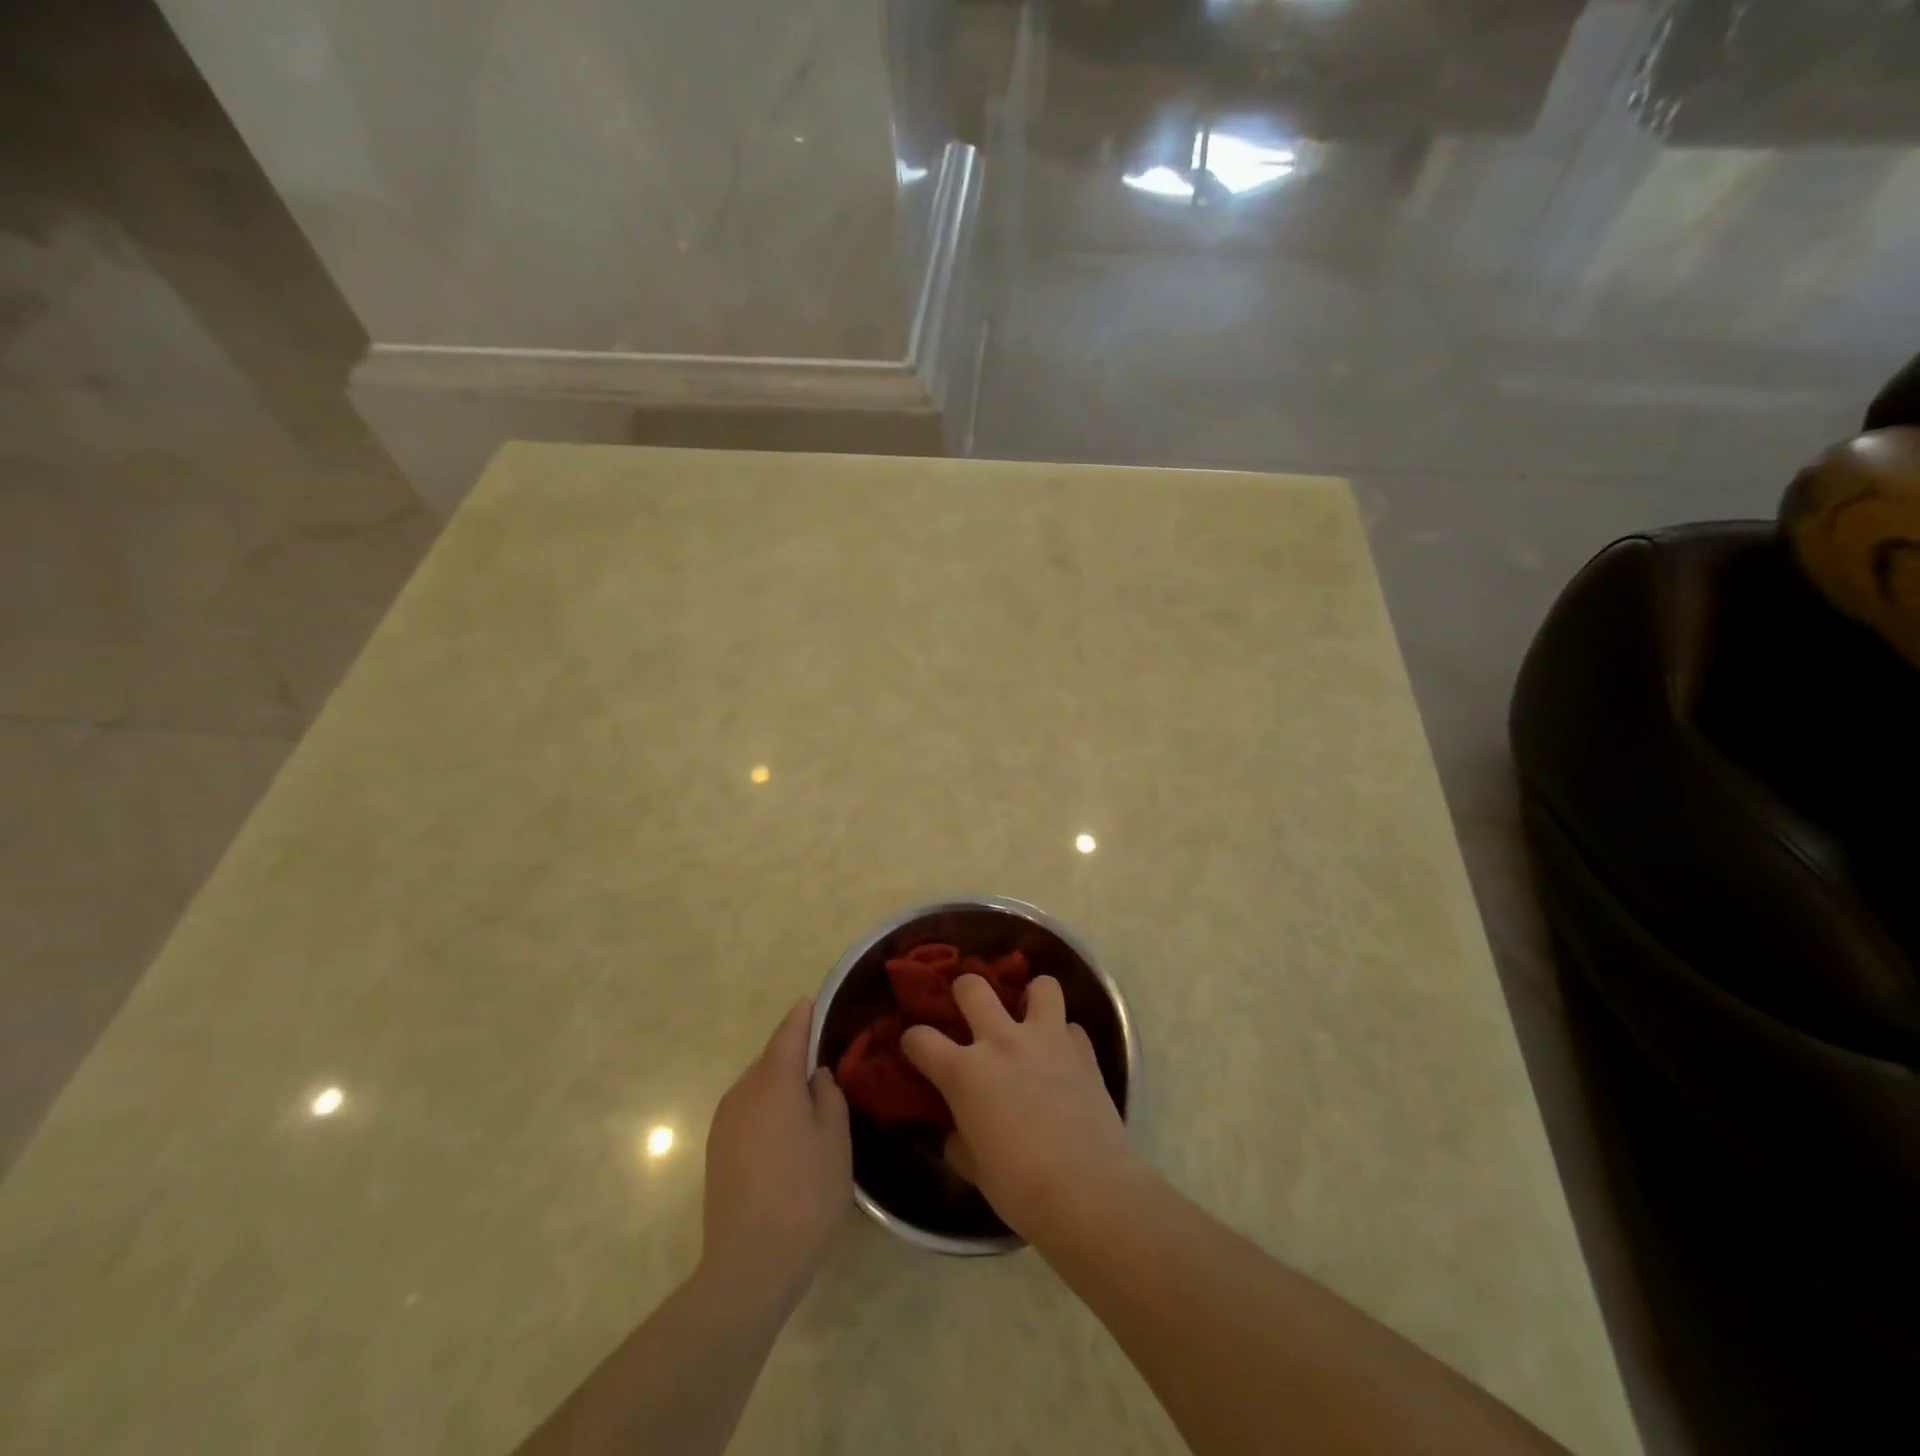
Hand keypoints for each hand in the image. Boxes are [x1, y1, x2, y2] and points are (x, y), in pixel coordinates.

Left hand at [701, 999, 850, 1301]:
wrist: (749, 1264)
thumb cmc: (805, 1193)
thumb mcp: (835, 1139)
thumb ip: (828, 1096)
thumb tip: (815, 1076)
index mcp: (773, 1081)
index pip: (788, 1035)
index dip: (801, 1017)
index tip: (811, 1002)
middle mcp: (742, 1092)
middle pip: (770, 1061)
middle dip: (792, 1054)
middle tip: (822, 1060)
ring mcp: (724, 1123)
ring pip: (757, 1087)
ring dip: (779, 1085)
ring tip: (808, 1099)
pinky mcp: (716, 1151)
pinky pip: (747, 1112)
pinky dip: (767, 1109)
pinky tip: (785, 1133)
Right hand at [901, 975, 1143, 1238]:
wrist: (1090, 1192)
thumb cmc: (1021, 1188)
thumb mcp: (975, 1170)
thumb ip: (960, 1141)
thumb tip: (958, 1132)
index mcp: (964, 1072)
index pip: (920, 1039)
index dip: (913, 1042)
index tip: (916, 1051)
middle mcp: (1001, 1041)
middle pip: (972, 987)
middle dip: (964, 992)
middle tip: (969, 1012)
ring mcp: (1046, 1039)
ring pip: (1039, 986)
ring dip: (1031, 998)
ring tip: (1030, 1019)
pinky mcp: (1084, 1051)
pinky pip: (1072, 1027)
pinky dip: (1066, 1038)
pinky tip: (1064, 1058)